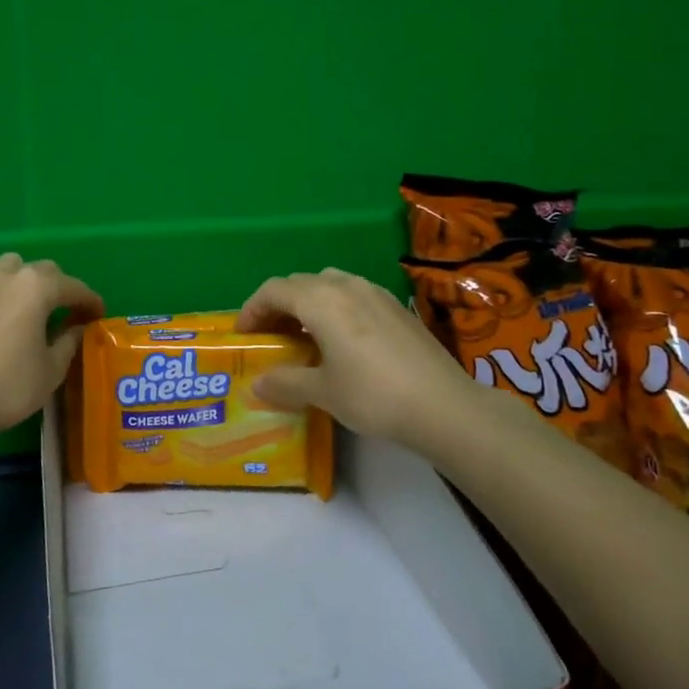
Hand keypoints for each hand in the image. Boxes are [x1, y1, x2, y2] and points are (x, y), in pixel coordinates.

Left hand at [0, 253, 102, 446]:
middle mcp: (7, 277)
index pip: (73, 287)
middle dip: (60, 288)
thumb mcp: (52, 369)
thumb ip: (69, 340)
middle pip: (42, 271)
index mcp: (36, 288)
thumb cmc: (10, 386)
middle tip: (68, 314)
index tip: (99, 315)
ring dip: (26, 282)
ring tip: (30, 309)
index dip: (90, 301)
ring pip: (9, 269)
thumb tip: (77, 327)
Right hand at [237, 267, 480, 454]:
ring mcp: (376, 293)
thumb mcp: (323, 392)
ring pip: (329, 285)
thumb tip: (258, 384)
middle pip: (300, 283)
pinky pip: (354, 296)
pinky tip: (342, 342)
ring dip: (309, 304)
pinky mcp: (397, 307)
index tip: (244, 335)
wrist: (443, 405)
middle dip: (279, 306)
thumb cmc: (373, 395)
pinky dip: (335, 309)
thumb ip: (285, 383)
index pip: (274, 290)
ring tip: (304, 336)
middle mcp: (346, 286)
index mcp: (321, 301)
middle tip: (270, 337)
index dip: (252, 309)